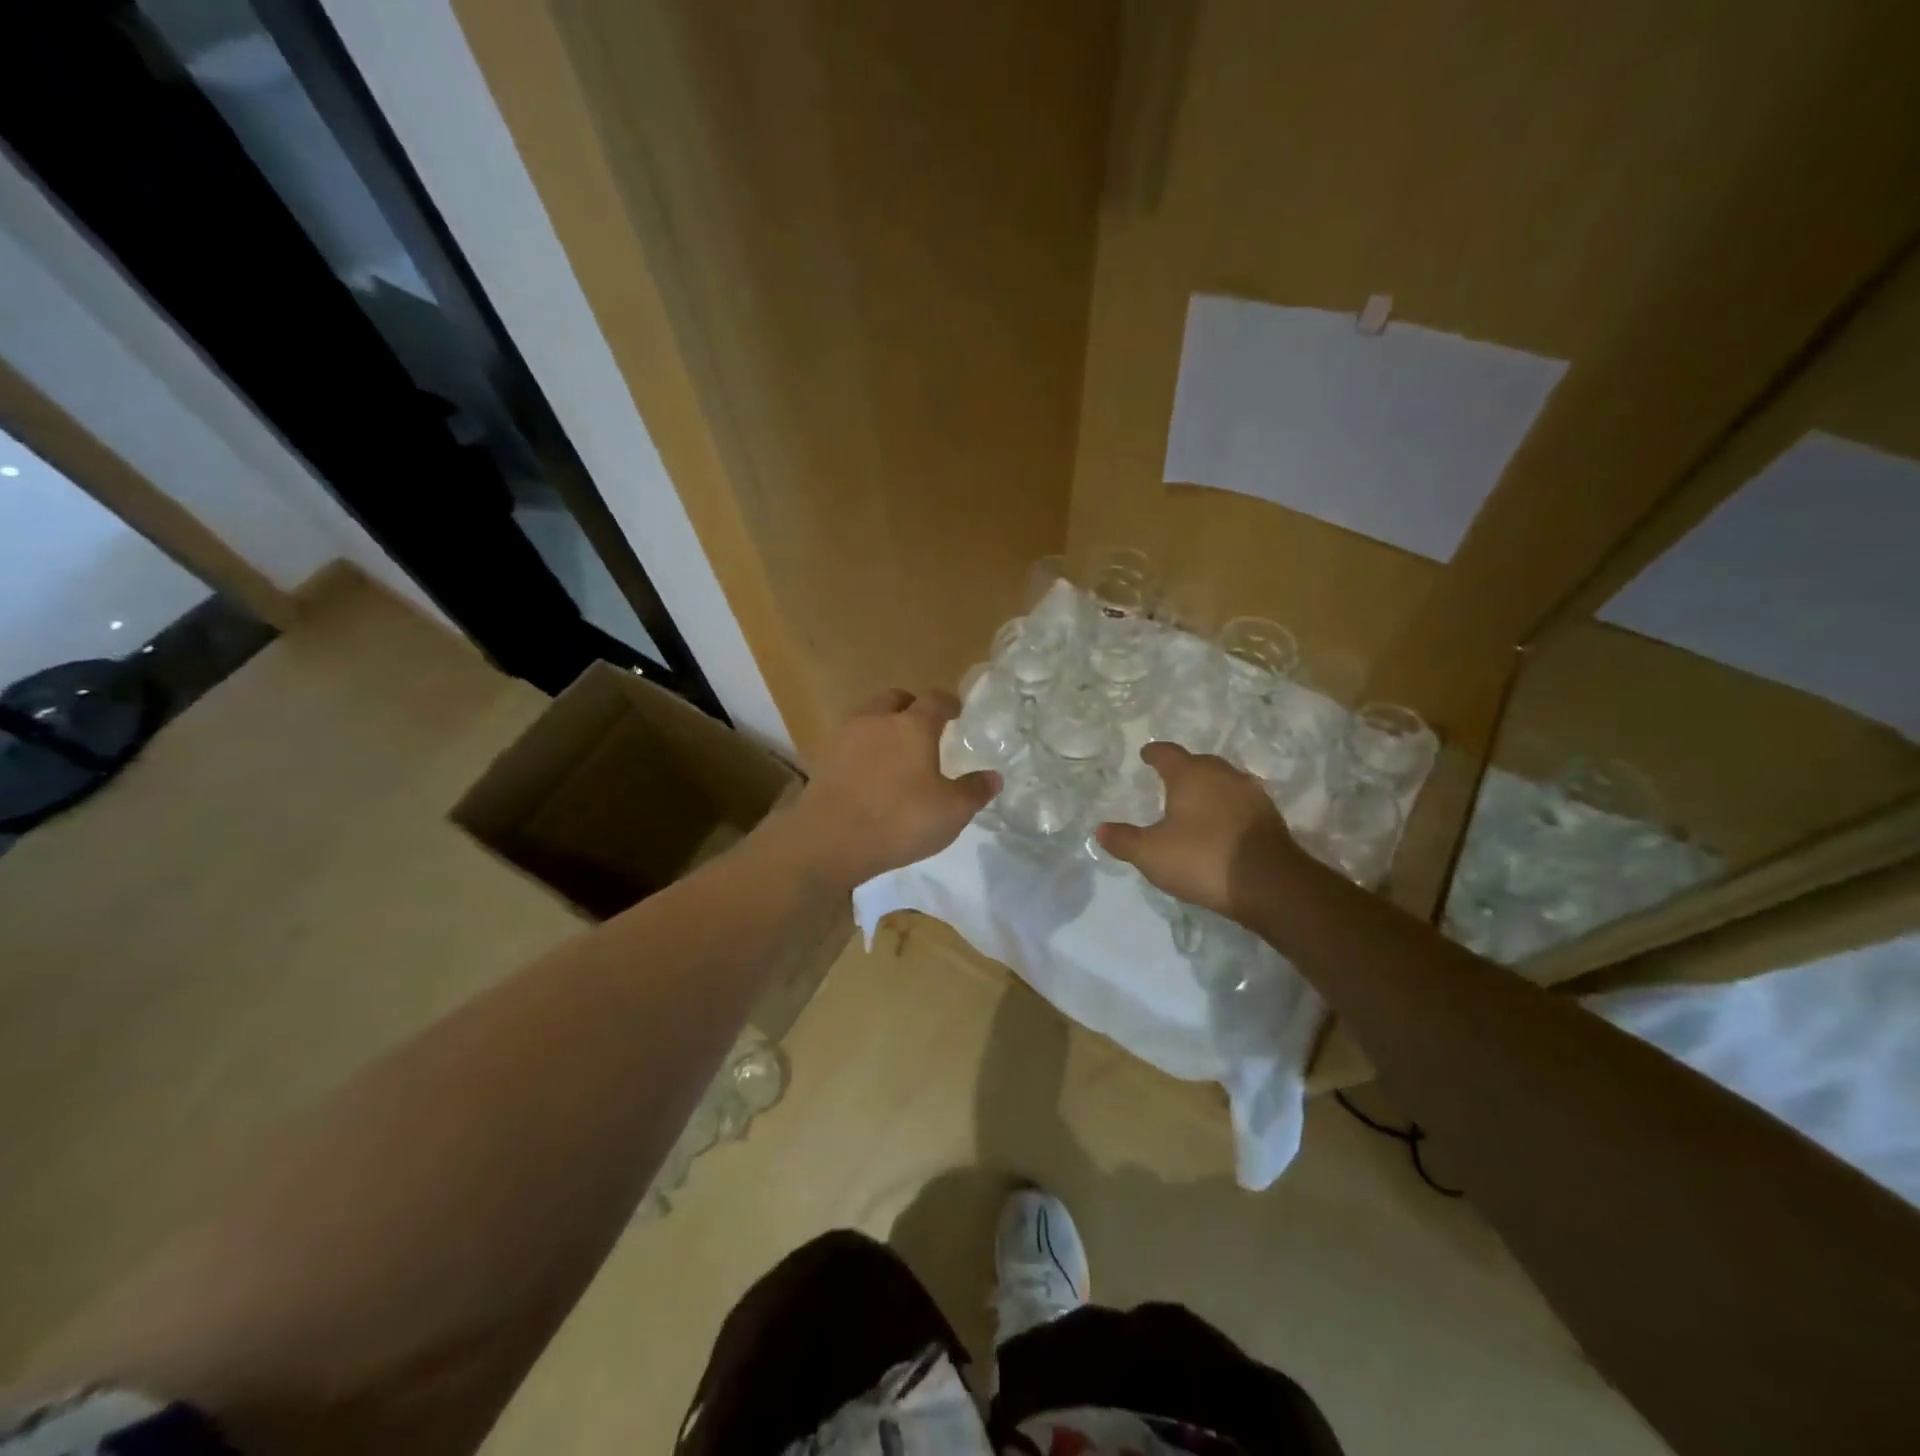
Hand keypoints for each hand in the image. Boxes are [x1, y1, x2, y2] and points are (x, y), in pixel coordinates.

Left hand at [788, 688, 999, 889]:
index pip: (936, 699)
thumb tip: (993, 777)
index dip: (949, 703)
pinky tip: (869, 773)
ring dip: (883, 725)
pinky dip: (862, 748)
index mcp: (913, 725)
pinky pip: (849, 741)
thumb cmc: (899, 820)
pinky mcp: (823, 758)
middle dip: (912, 707)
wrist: (828, 840)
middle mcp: (877, 720)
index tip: (957, 713)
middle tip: (924, 729)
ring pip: (868, 716)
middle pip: (896, 699)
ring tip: (895, 751)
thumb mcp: (951, 812)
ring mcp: (845, 736)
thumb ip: (974, 791)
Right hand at [1096, 742, 1297, 916]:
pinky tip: (1221, 825)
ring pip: (1223, 781)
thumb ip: (1124, 840)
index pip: (1168, 753)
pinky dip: (1227, 808)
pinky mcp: (1269, 816)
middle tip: (1169, 780)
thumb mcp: (1152, 854)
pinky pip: (1240, 803)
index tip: (1146, 755)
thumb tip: (1100, 830)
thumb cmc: (1202, 859)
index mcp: (1190, 775)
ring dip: (1208, 788)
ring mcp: (1251, 794)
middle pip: (1199, 763)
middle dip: (1183, 769)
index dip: (1154, 753)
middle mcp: (1223, 775)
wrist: (1269, 884)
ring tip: (1195, 803)